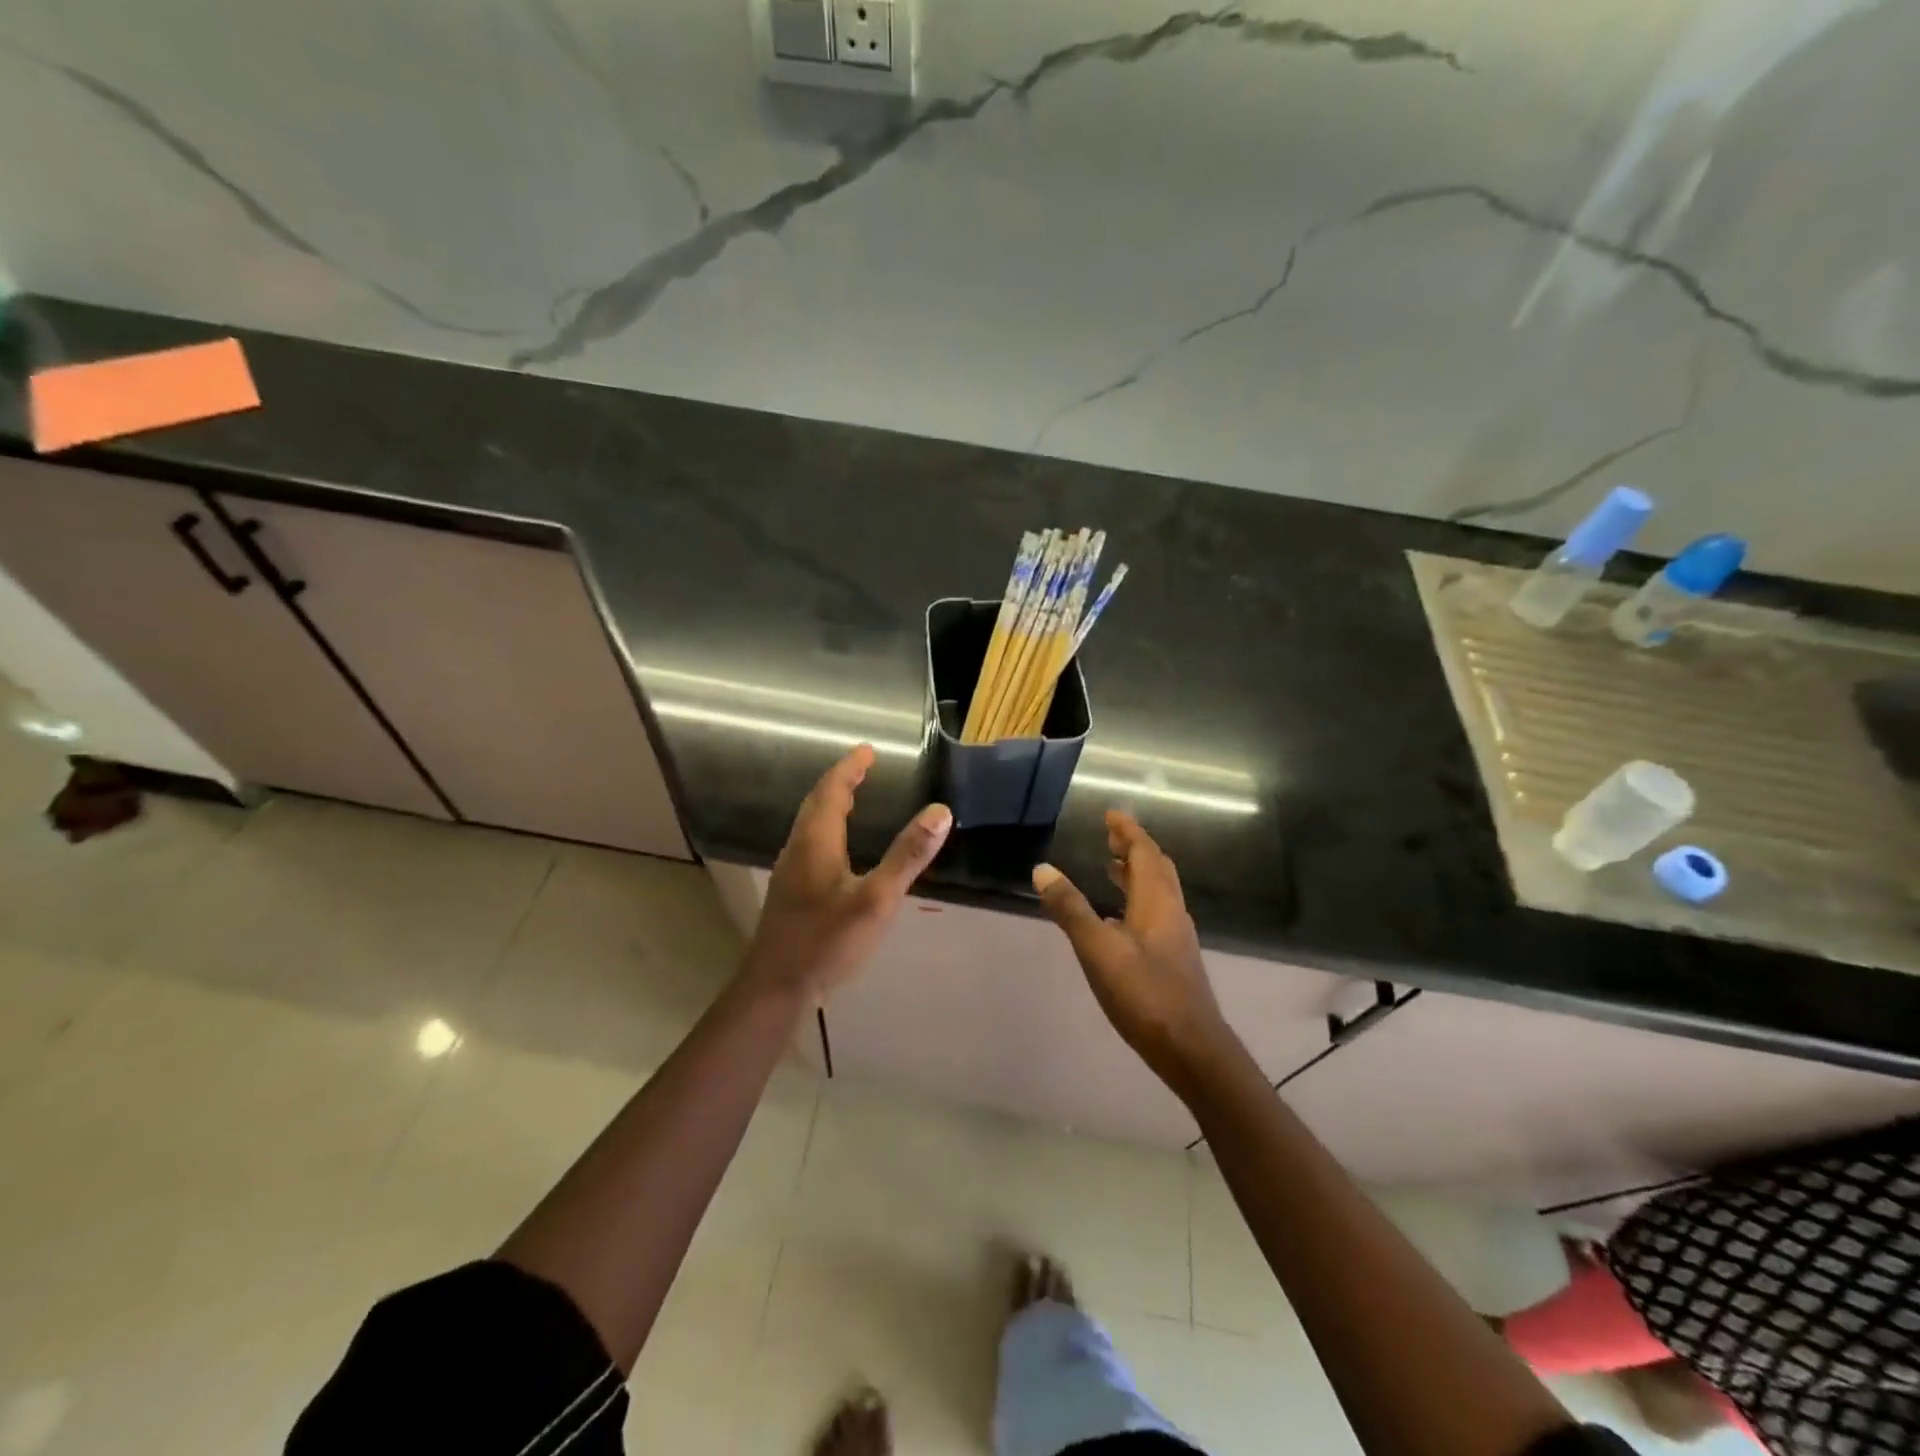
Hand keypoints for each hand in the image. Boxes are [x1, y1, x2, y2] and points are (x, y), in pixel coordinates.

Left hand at [744, 745, 952, 1000]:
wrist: (776, 988)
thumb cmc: (826, 941)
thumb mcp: (876, 900)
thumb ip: (907, 856)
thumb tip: (940, 812)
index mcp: (816, 842)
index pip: (831, 791)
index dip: (849, 768)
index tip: (867, 750)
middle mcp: (798, 849)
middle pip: (816, 804)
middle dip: (839, 782)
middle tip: (863, 768)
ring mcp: (790, 872)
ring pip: (810, 825)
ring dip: (830, 805)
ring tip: (853, 799)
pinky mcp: (790, 893)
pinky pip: (810, 844)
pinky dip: (827, 829)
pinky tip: (839, 849)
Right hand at [1032, 810, 1229, 1081]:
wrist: (1191, 1048)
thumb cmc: (1145, 993)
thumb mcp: (1098, 950)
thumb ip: (1071, 909)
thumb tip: (1042, 869)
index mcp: (1156, 901)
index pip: (1144, 852)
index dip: (1128, 831)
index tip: (1111, 813)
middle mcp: (1171, 911)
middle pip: (1156, 868)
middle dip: (1134, 847)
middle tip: (1109, 836)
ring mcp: (1176, 936)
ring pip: (1158, 891)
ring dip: (1136, 873)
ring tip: (1111, 867)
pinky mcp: (1174, 959)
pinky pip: (1156, 912)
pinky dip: (1137, 899)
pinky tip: (1119, 918)